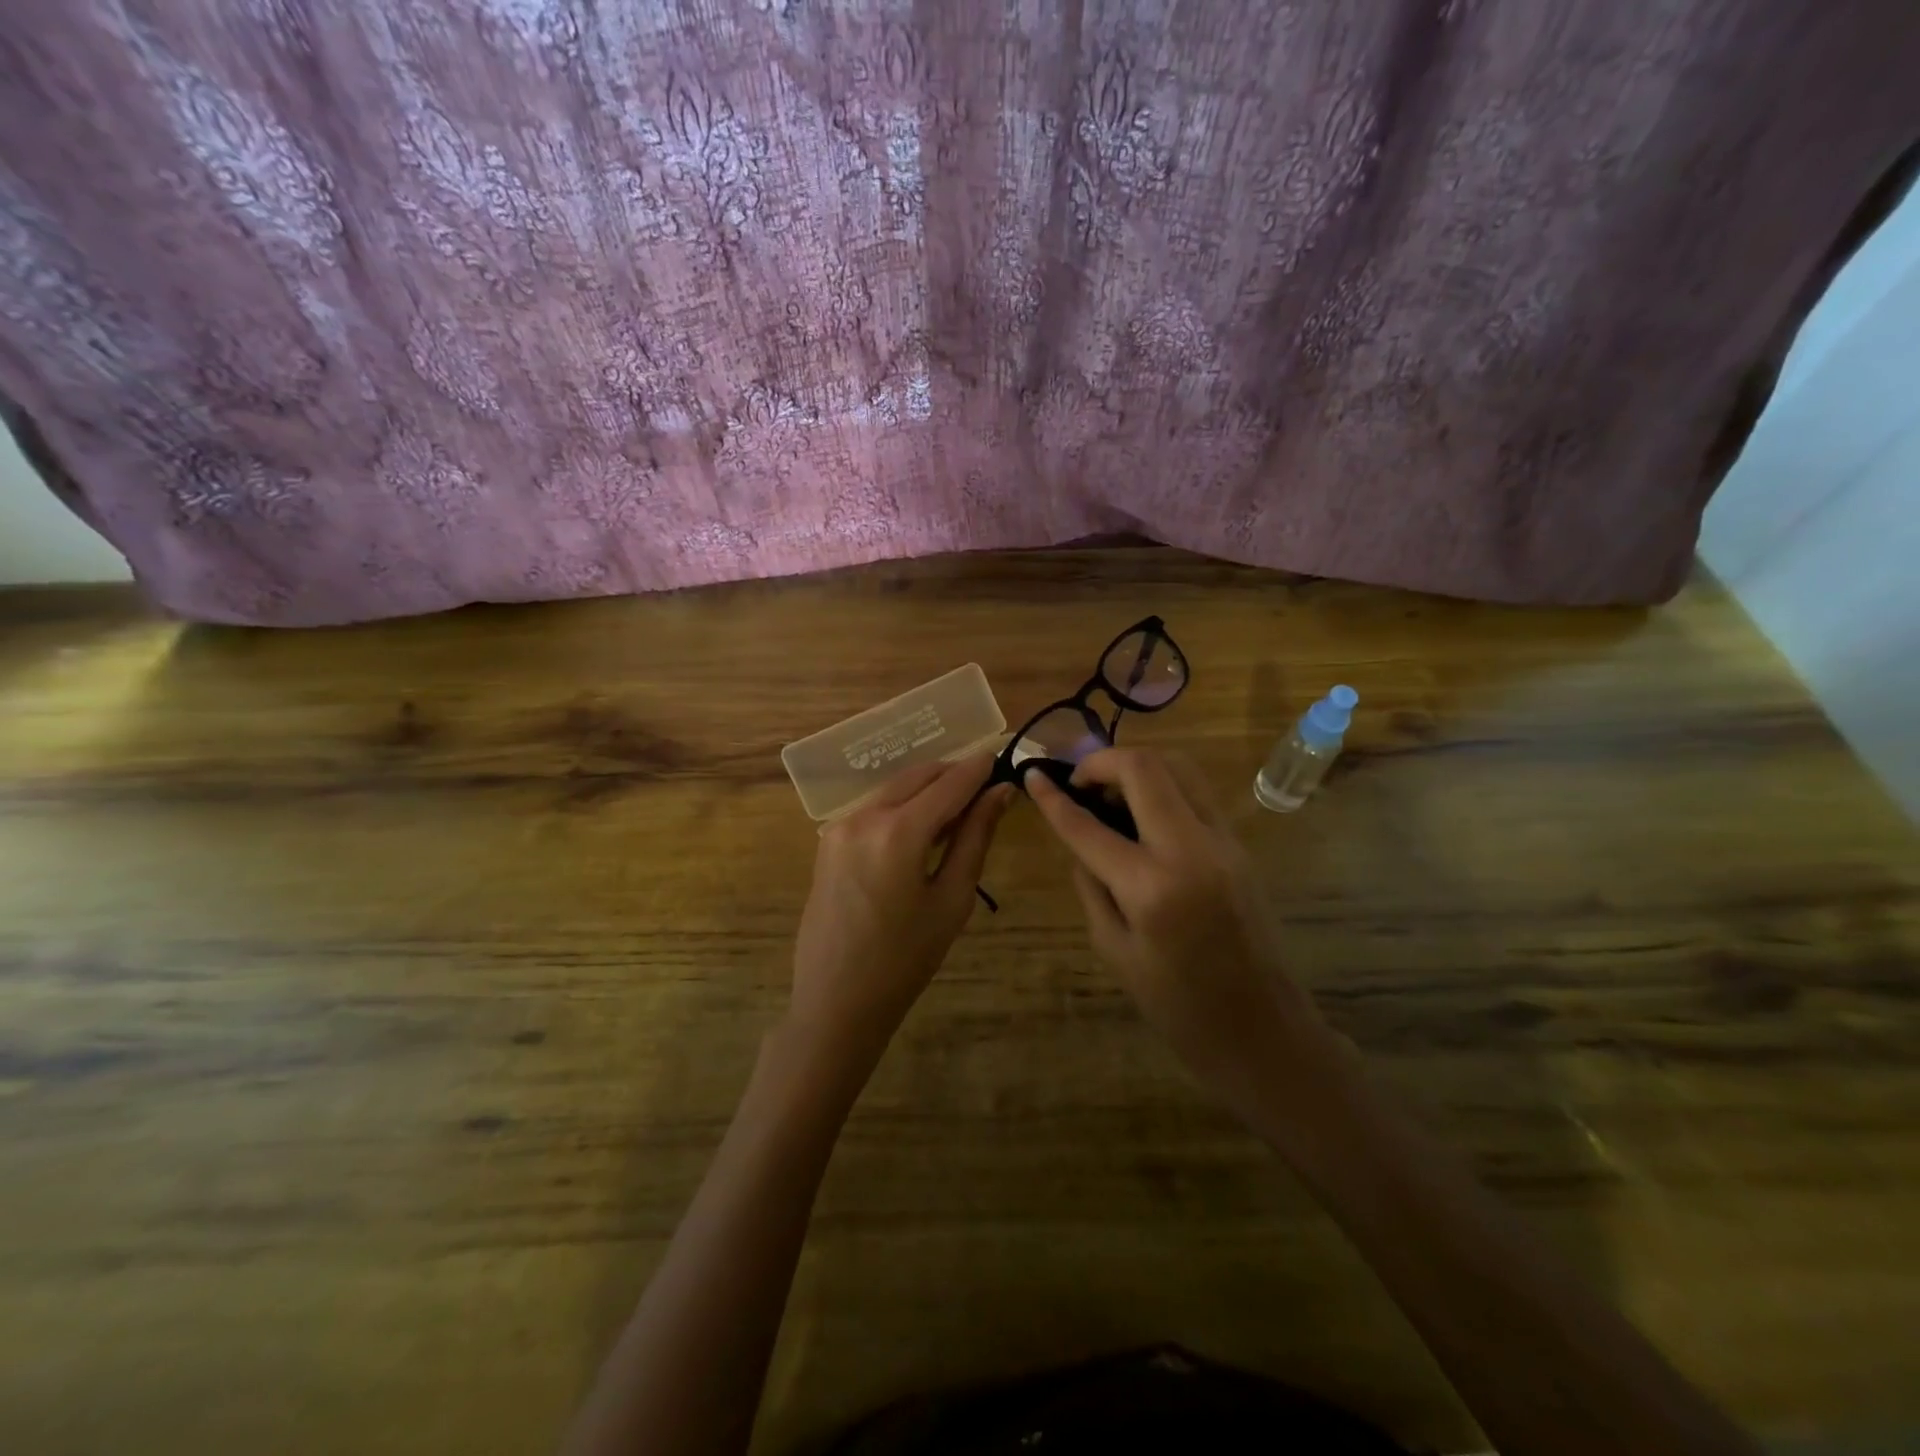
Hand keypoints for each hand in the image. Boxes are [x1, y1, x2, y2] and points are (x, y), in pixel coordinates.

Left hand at [789, 755, 1012, 1063]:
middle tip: (986, 789)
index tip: (1003, 759)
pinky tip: (922, 828)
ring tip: (959, 812)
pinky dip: (903, 806)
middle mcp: (864, 815)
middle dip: (953, 775)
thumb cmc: (905, 959)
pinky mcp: (828, 839)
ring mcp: (840, 825)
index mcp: (897, 831)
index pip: (949, 783)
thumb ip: (975, 837)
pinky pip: (874, 807)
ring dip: (928, 790)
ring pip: (895, 788)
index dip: (979, 769)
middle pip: (919, 776)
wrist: (837, 1000)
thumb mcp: (951, 899)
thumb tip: (1000, 793)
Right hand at [1024, 749, 1327, 1109]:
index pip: (1088, 825)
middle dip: (1101, 761)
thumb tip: (1081, 839)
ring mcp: (1223, 841)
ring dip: (1136, 767)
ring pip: (1178, 767)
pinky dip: (1162, 786)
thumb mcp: (1114, 950)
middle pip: (1145, 767)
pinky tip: (1142, 813)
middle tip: (1079, 782)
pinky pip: (1195, 793)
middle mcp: (1190, 849)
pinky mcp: (1239, 844)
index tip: (1032, 775)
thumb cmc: (1177, 1006)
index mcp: (1150, 887)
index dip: (1053, 797)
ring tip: (1110, 792)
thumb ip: (1091, 885)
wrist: (1262, 1029)